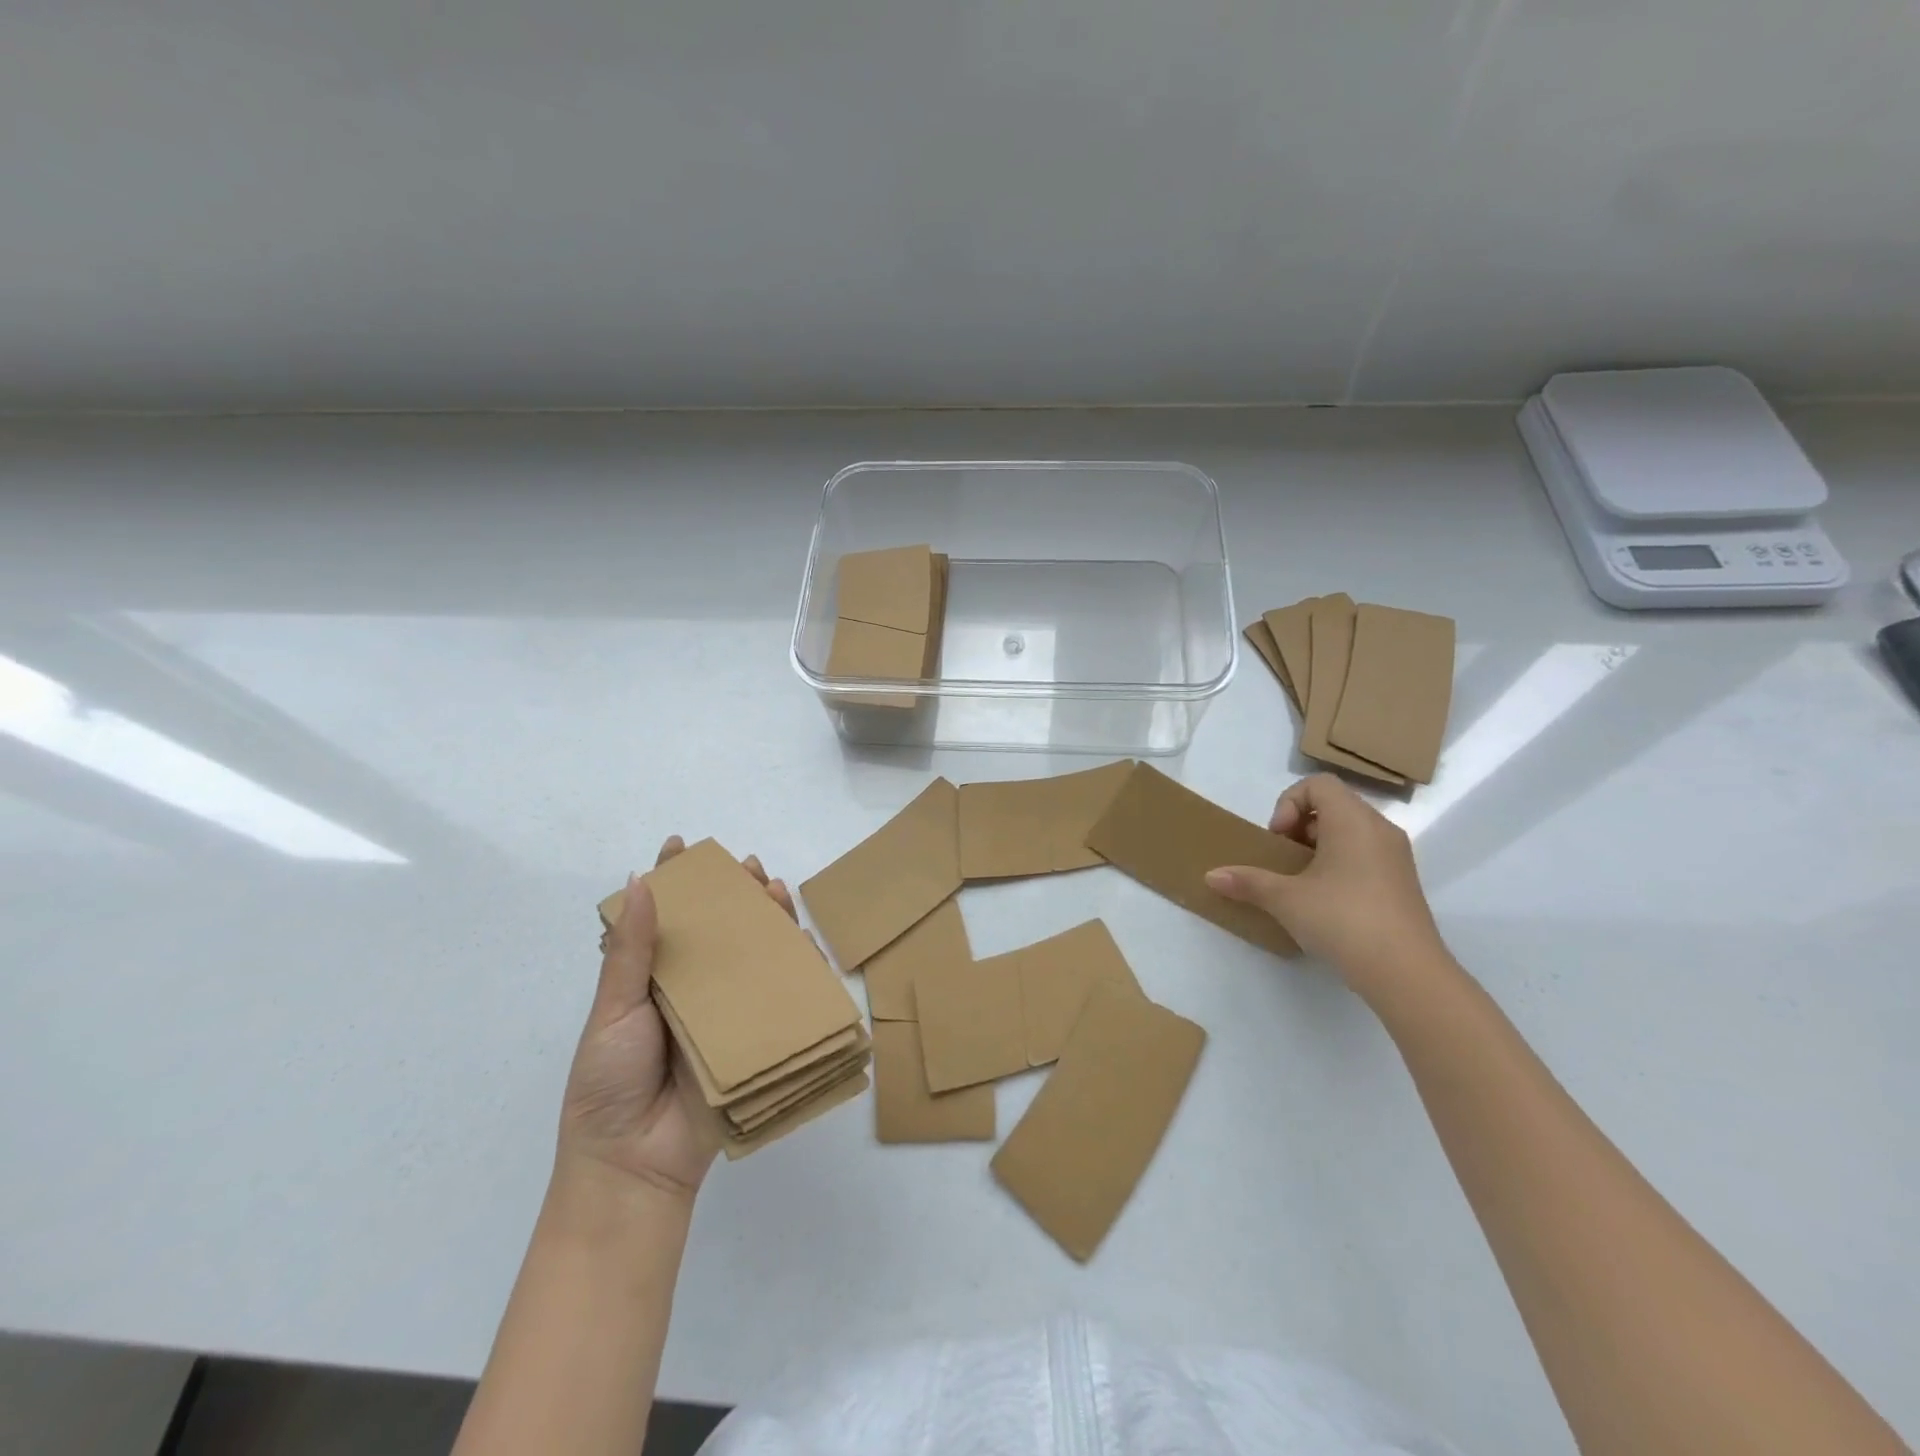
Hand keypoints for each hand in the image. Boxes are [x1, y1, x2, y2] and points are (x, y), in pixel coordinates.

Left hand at [560, 837, 798, 1199]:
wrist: (634, 1164)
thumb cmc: (609, 1082)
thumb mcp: (613, 1011)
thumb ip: (631, 951)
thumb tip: (639, 882)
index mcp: (652, 978)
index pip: (665, 917)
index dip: (675, 879)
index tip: (681, 845)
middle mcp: (693, 989)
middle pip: (720, 930)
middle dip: (736, 894)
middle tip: (750, 868)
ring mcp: (727, 1012)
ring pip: (754, 956)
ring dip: (770, 921)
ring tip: (777, 891)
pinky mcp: (756, 1038)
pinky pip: (781, 998)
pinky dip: (797, 970)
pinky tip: (805, 944)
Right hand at [1206, 774, 1448, 1004]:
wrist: (1407, 973)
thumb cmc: (1343, 920)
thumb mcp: (1286, 900)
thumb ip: (1248, 882)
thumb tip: (1211, 876)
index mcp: (1353, 820)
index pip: (1318, 784)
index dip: (1289, 803)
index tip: (1279, 839)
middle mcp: (1379, 829)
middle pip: (1333, 805)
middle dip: (1299, 826)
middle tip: (1284, 859)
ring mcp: (1396, 856)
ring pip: (1350, 831)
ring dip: (1318, 847)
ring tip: (1300, 881)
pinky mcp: (1402, 883)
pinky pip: (1365, 854)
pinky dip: (1340, 864)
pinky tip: (1325, 901)